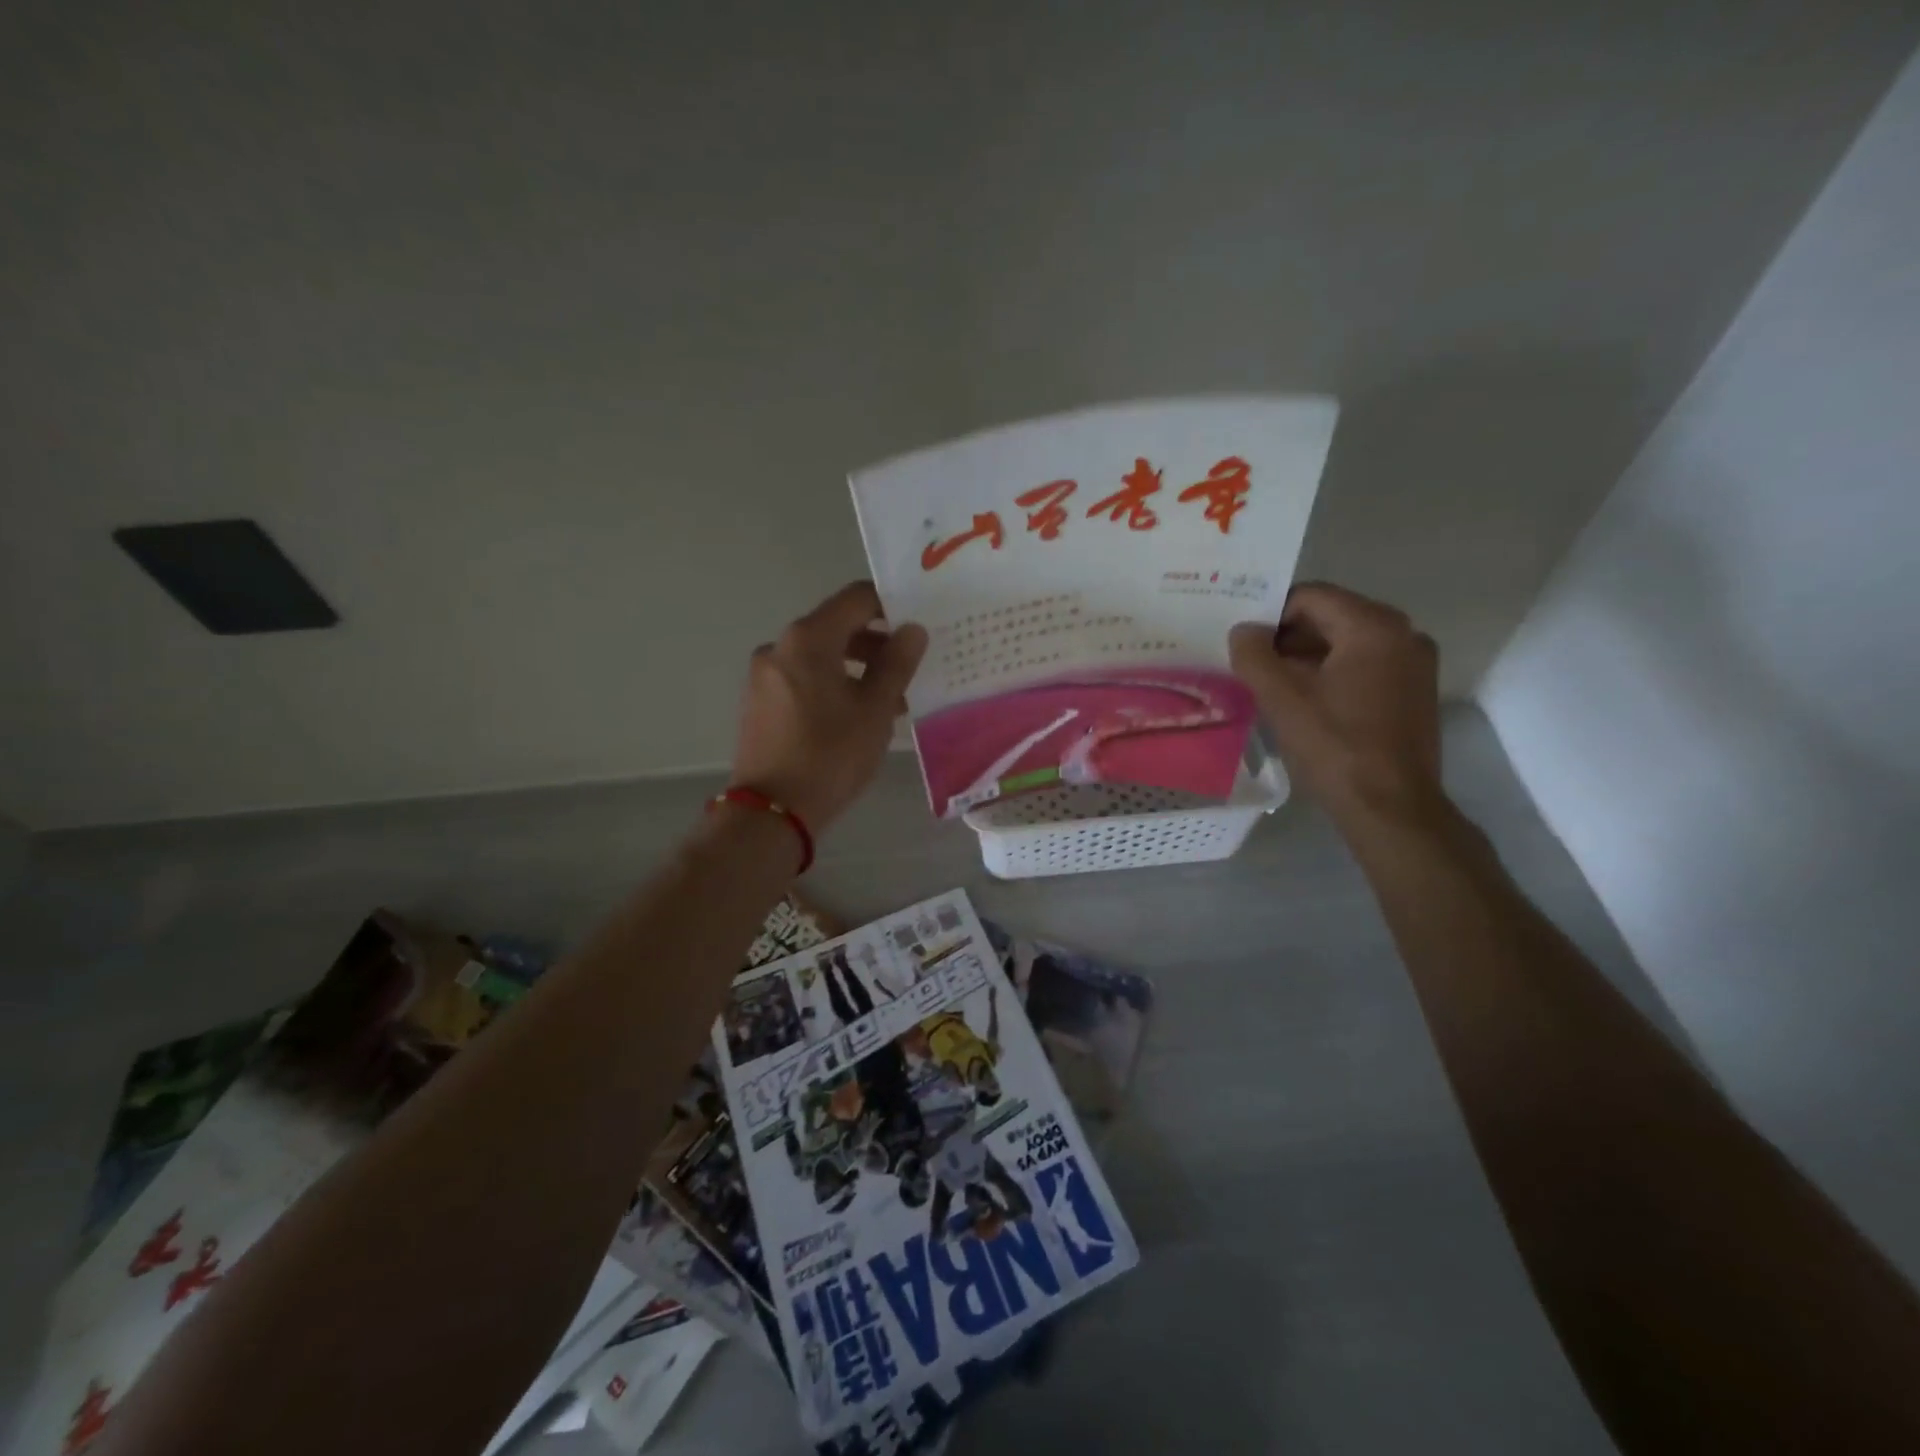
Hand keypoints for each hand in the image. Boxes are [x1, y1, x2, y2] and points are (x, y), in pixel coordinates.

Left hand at [730, 581, 927, 832]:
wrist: (771, 812)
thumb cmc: (830, 755)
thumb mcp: (875, 709)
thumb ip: (897, 663)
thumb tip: (912, 630)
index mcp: (808, 639)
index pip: (856, 598)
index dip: (890, 605)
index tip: (916, 625)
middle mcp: (780, 646)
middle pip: (836, 626)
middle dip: (876, 643)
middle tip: (909, 670)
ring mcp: (764, 674)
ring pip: (819, 656)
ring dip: (856, 668)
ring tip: (888, 702)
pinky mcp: (759, 701)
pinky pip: (802, 678)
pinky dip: (830, 684)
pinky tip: (853, 716)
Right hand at [1228, 583, 1442, 826]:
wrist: (1391, 807)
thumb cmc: (1335, 746)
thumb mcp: (1281, 698)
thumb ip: (1254, 655)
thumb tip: (1243, 631)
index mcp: (1374, 626)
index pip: (1311, 596)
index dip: (1271, 613)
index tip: (1244, 641)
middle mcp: (1404, 634)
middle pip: (1332, 617)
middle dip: (1288, 636)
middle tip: (1252, 662)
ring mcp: (1415, 664)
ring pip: (1348, 643)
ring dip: (1308, 657)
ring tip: (1272, 684)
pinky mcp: (1415, 693)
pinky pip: (1365, 666)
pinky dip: (1333, 674)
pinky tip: (1306, 703)